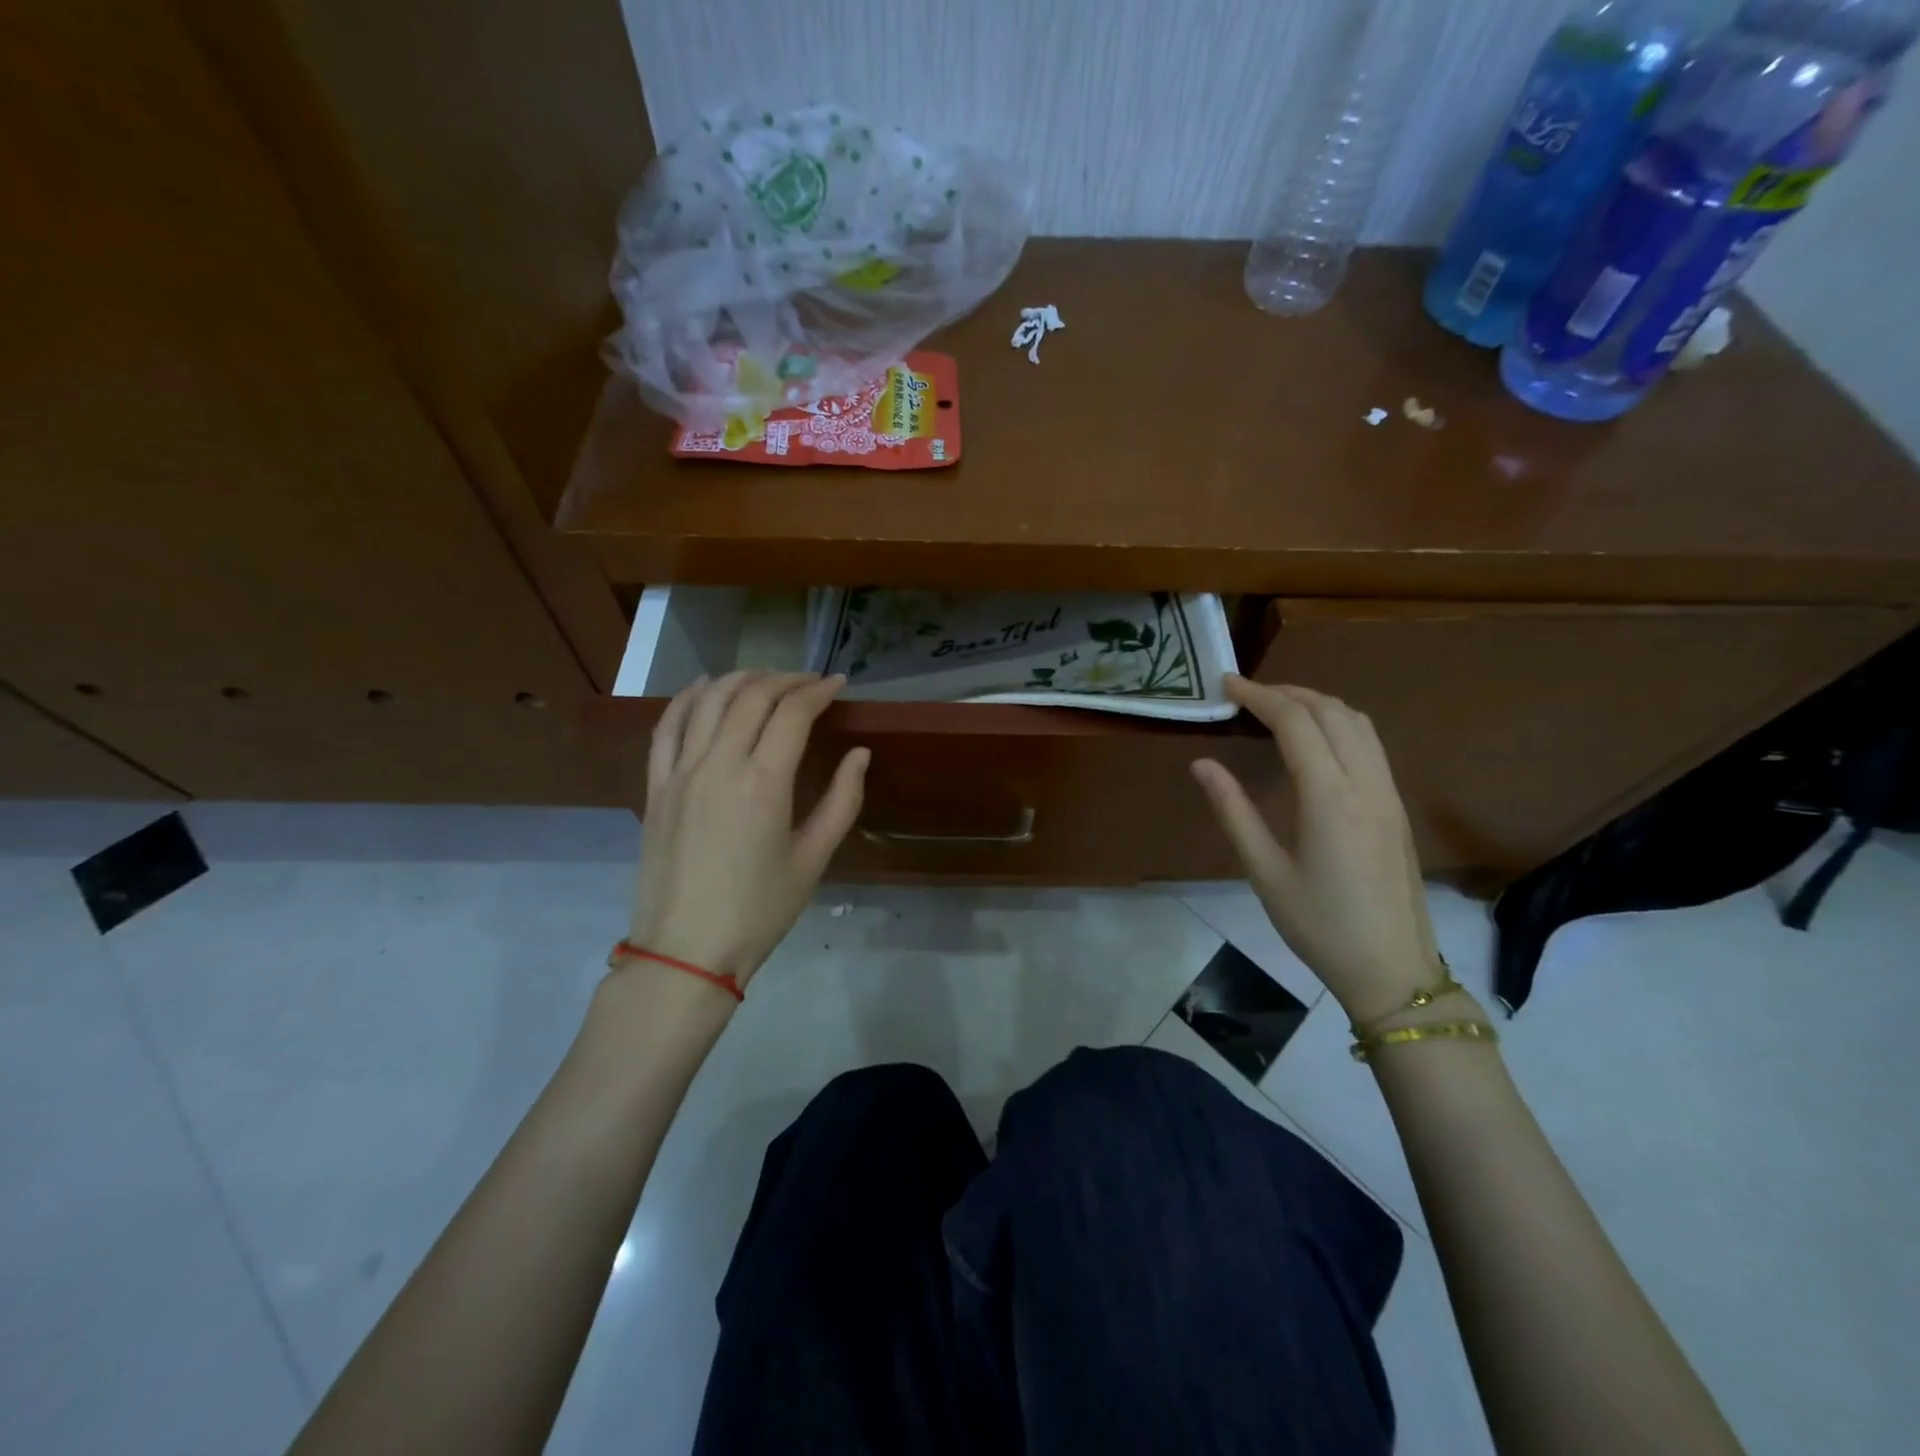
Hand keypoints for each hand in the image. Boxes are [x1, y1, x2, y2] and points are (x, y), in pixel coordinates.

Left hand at [628, 671, 867, 988]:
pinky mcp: (655, 787)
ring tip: (765, 678)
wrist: (685, 952)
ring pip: (708, 701)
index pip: (792, 713)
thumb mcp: (813, 860)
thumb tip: (860, 755)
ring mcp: (680, 773)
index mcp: (763, 783)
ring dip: (740, 679)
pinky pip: (666, 728)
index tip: (838, 684)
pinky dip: (687, 699)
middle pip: (751, 697)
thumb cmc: (759, 911)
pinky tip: (704, 688)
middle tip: (809, 682)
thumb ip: (842, 801)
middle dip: (785, 680)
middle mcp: (718, 764)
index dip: (818, 691)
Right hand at [1190, 676, 1443, 1024]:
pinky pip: (1370, 744)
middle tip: (1246, 694)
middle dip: (1287, 691)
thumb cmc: (1319, 925)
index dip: (1259, 695)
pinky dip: (1338, 723)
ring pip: (1358, 723)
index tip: (1226, 684)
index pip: (1296, 723)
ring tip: (1277, 708)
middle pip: (1331, 711)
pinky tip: (1314, 741)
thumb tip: (1202, 764)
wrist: (1392, 969)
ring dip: (1317, 703)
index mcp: (1330, 797)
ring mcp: (1388, 793)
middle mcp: (1366, 783)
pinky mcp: (1396, 807)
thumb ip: (1233, 811)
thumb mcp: (1264, 871)